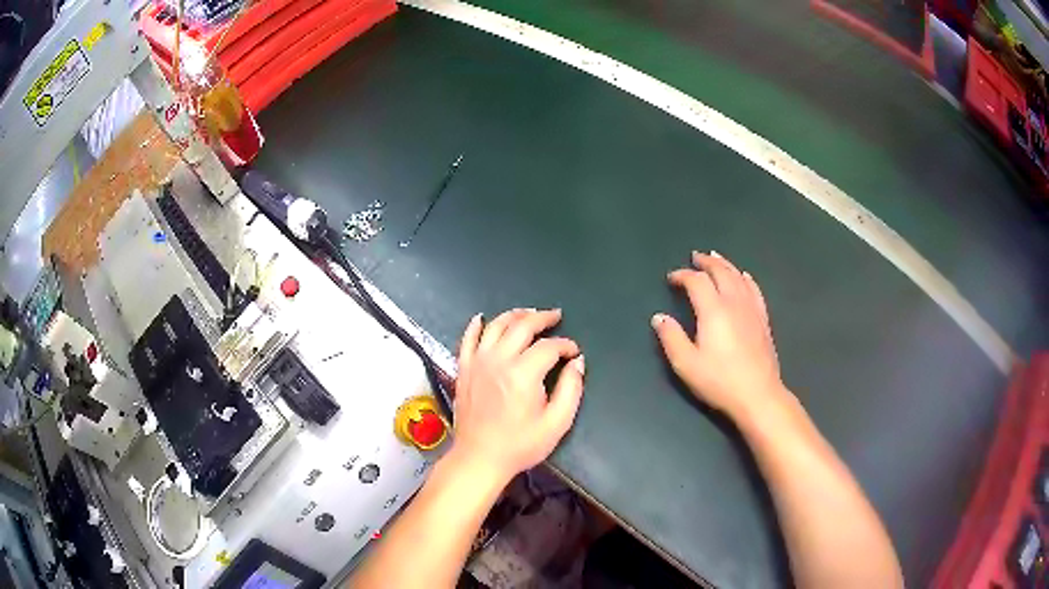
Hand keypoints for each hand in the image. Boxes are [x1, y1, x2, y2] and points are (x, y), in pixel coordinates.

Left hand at [450, 309, 584, 482]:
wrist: (479, 458)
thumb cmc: (520, 445)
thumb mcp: (556, 423)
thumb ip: (571, 389)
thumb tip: (577, 363)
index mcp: (523, 373)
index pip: (549, 346)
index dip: (565, 345)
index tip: (574, 352)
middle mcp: (499, 360)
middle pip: (522, 326)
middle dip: (542, 318)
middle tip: (555, 316)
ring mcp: (478, 362)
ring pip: (496, 326)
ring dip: (514, 315)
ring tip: (528, 313)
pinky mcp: (464, 369)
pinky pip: (468, 339)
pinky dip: (475, 326)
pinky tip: (482, 318)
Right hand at [652, 251, 788, 419]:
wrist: (757, 394)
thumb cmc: (719, 381)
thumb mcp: (686, 364)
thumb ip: (671, 338)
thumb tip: (659, 317)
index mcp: (713, 310)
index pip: (697, 282)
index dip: (683, 275)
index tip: (672, 278)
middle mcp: (734, 302)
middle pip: (720, 272)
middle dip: (706, 263)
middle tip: (695, 257)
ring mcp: (751, 309)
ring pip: (738, 277)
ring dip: (725, 265)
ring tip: (716, 258)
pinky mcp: (763, 320)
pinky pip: (755, 290)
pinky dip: (746, 279)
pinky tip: (744, 277)